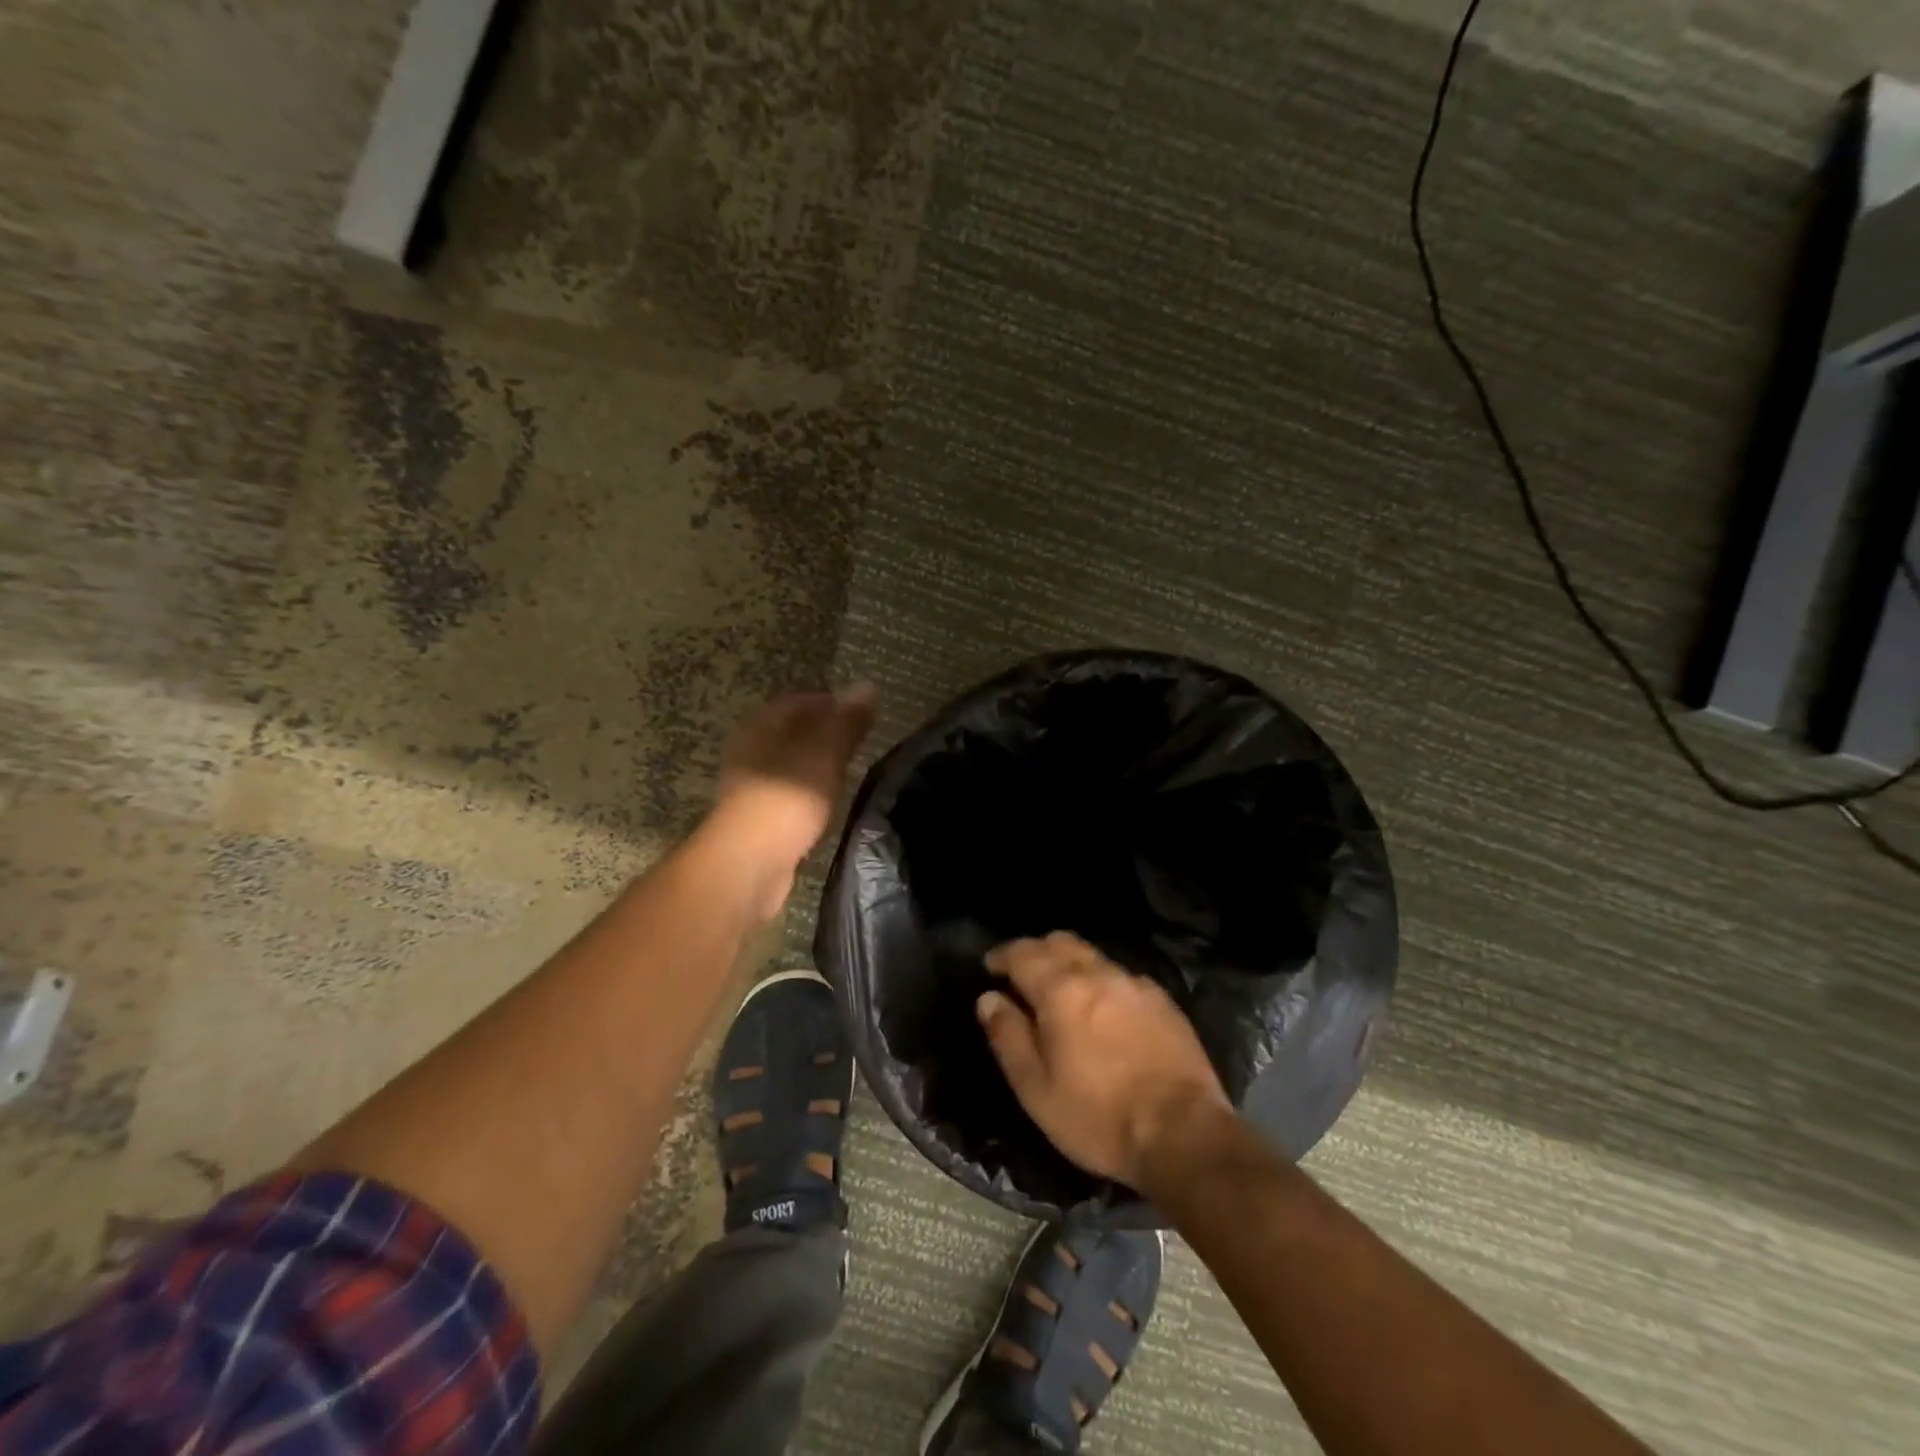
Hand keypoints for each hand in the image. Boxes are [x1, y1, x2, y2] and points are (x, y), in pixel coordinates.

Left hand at [710, 686, 875, 914]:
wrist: (750, 862)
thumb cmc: (788, 797)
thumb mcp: (826, 752)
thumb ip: (847, 720)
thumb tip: (867, 685)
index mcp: (761, 724)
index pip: (800, 700)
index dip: (834, 704)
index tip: (864, 719)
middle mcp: (749, 747)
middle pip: (793, 731)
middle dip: (825, 735)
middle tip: (860, 746)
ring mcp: (749, 783)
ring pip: (790, 763)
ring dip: (816, 765)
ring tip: (848, 774)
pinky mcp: (755, 815)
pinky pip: (787, 792)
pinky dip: (807, 792)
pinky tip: (826, 804)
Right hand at [977, 932, 1230, 1188]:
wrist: (1184, 1134)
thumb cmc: (1098, 1117)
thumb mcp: (1036, 1088)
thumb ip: (1008, 1036)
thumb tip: (988, 999)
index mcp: (1061, 990)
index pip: (1022, 953)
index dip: (1002, 956)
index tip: (990, 966)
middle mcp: (1098, 974)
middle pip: (1060, 942)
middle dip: (1036, 950)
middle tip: (1022, 973)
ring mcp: (1136, 984)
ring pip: (1093, 956)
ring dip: (1071, 963)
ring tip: (1062, 990)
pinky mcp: (1164, 1002)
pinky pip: (1122, 976)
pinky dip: (1102, 982)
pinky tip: (1105, 1009)